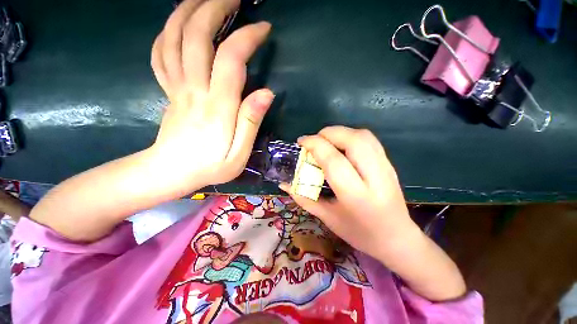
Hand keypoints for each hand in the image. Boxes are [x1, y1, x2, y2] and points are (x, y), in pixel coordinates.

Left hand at [150, 0, 273, 190]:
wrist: (171, 172)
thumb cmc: (209, 167)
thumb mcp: (239, 154)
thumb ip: (251, 122)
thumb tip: (266, 93)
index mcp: (216, 107)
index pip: (230, 59)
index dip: (247, 38)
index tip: (263, 29)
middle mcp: (193, 89)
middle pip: (196, 36)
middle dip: (214, 8)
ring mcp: (176, 87)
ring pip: (173, 37)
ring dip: (188, 11)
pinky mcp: (169, 90)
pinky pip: (161, 53)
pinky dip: (168, 31)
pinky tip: (179, 23)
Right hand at [280, 126, 418, 262]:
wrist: (397, 238)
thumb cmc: (359, 233)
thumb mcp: (328, 217)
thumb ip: (303, 197)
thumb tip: (283, 184)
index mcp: (357, 195)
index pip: (333, 159)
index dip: (315, 145)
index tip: (301, 142)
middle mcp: (375, 177)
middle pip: (352, 140)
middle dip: (328, 133)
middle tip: (313, 140)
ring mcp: (386, 167)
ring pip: (363, 136)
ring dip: (340, 132)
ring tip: (326, 141)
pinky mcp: (389, 163)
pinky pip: (369, 140)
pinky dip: (351, 135)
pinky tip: (341, 146)